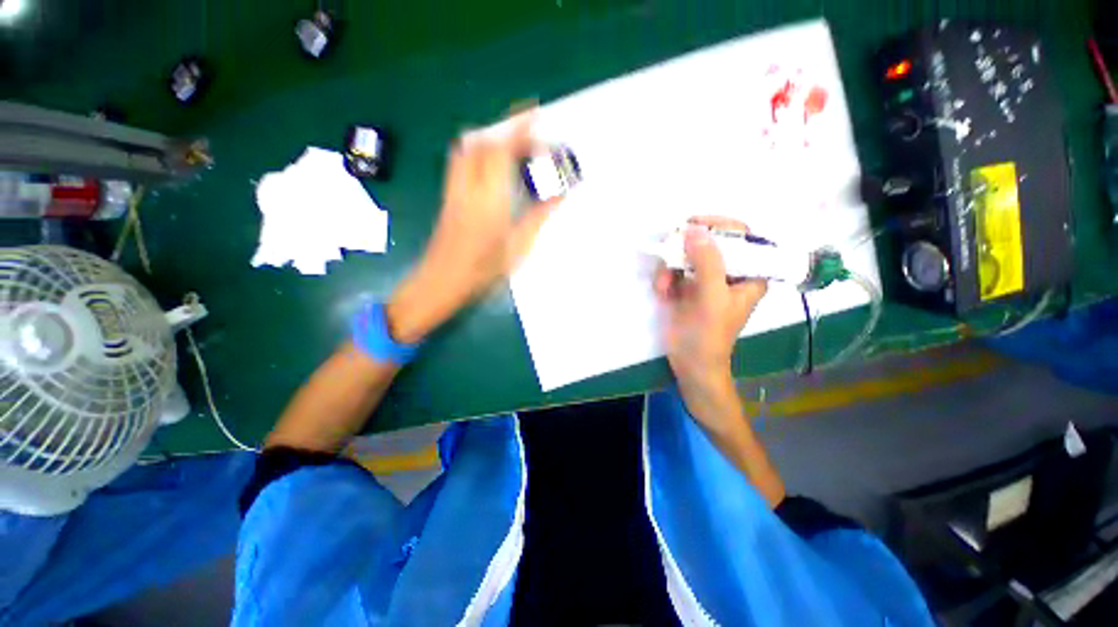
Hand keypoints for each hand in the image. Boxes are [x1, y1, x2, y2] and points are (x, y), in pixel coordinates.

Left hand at [387, 111, 558, 342]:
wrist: (441, 282)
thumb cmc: (483, 271)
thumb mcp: (518, 247)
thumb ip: (538, 217)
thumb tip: (559, 196)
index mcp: (490, 199)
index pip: (503, 151)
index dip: (519, 128)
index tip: (535, 112)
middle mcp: (469, 186)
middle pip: (484, 143)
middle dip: (508, 134)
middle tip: (531, 144)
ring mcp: (454, 190)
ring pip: (469, 149)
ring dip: (491, 141)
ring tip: (512, 151)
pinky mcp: (448, 197)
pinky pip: (461, 162)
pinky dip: (478, 153)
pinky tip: (492, 169)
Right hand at [653, 217, 766, 424]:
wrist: (690, 364)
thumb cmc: (709, 334)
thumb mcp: (712, 298)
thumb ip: (708, 263)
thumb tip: (694, 229)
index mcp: (750, 274)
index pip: (743, 237)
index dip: (720, 226)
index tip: (694, 225)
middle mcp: (729, 273)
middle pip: (711, 244)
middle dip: (687, 249)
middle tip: (670, 248)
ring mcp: (706, 281)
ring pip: (688, 257)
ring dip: (671, 267)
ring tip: (663, 285)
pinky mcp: (687, 289)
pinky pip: (675, 271)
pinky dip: (665, 278)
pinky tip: (661, 292)